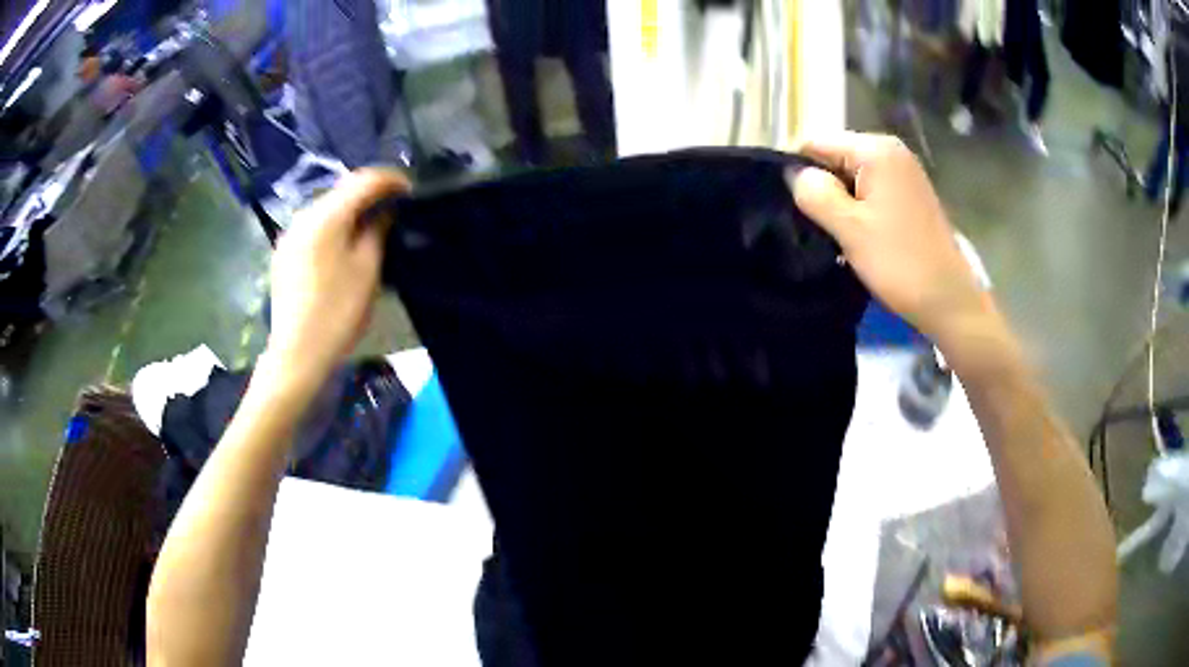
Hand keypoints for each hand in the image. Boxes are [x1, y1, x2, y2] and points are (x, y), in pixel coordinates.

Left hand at [265, 169, 408, 393]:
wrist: (297, 353)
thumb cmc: (338, 312)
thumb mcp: (367, 269)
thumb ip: (377, 230)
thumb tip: (384, 209)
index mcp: (326, 216)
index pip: (363, 180)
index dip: (391, 180)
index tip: (411, 191)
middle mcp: (303, 216)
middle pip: (342, 191)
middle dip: (370, 194)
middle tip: (395, 208)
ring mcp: (289, 235)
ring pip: (326, 209)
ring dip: (351, 211)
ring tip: (371, 227)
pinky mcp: (283, 254)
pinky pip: (313, 228)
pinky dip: (333, 227)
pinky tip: (343, 246)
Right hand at [789, 133, 988, 346]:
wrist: (948, 299)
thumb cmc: (899, 262)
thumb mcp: (849, 228)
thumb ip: (815, 193)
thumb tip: (794, 174)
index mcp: (876, 150)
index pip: (816, 142)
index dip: (798, 171)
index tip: (793, 207)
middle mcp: (891, 151)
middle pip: (835, 156)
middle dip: (821, 186)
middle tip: (815, 225)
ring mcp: (904, 172)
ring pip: (852, 176)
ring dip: (839, 201)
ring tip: (835, 233)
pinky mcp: (910, 194)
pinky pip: (871, 189)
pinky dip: (858, 207)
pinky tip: (857, 234)